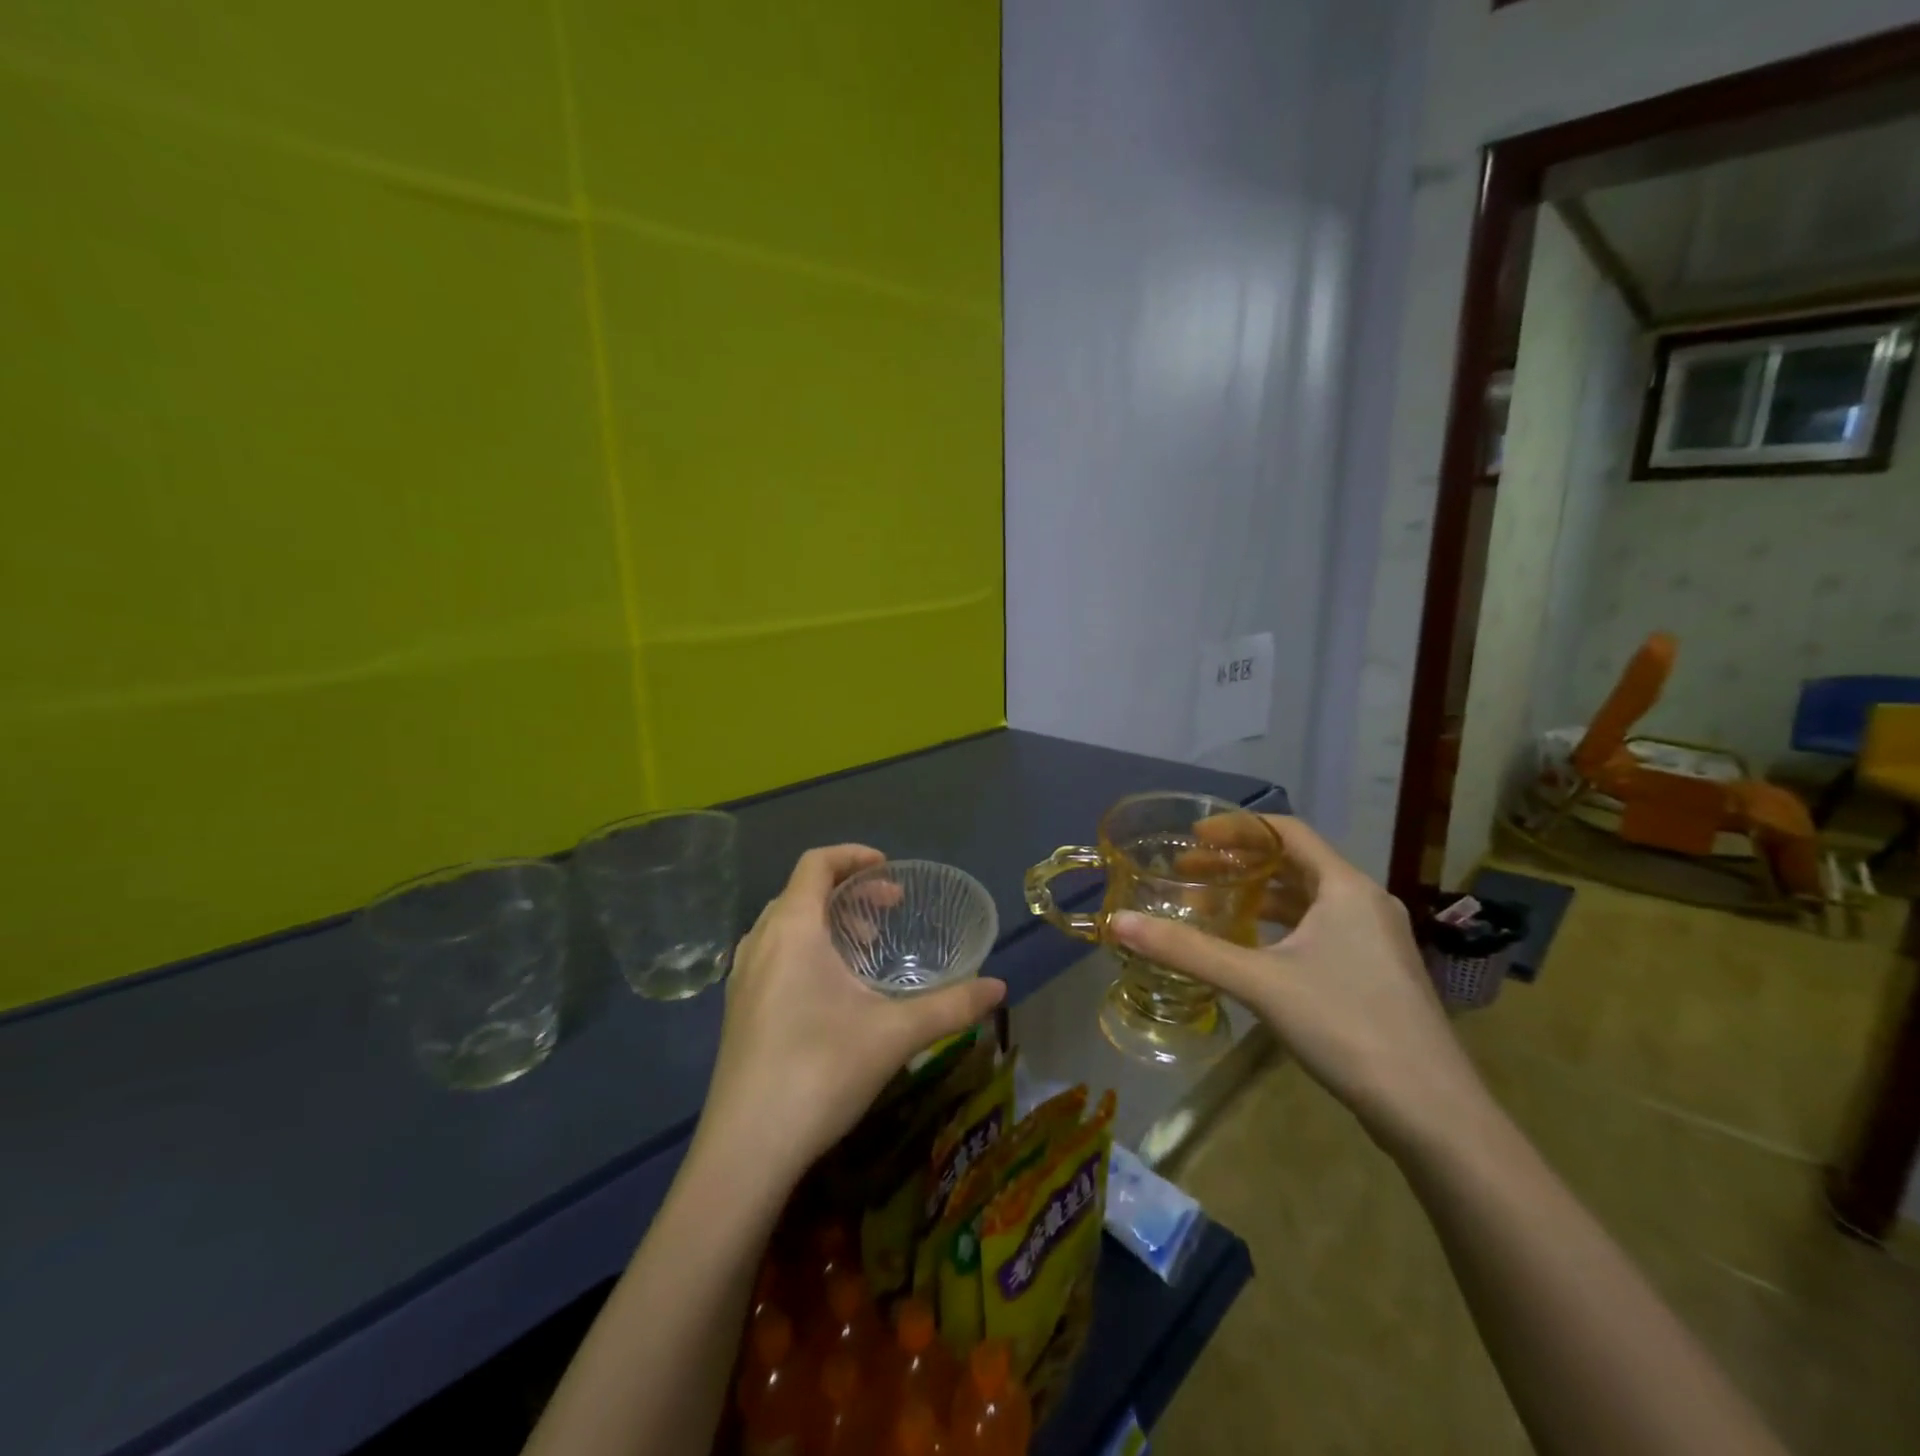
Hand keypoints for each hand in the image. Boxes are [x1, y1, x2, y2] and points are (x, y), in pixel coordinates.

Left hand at [695, 845, 1005, 1185]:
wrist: (745, 1151)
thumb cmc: (820, 1072)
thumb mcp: (894, 1035)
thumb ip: (951, 1005)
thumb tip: (999, 988)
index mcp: (792, 929)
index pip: (816, 863)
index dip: (853, 855)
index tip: (890, 871)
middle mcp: (760, 942)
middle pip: (802, 891)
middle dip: (848, 892)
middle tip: (888, 913)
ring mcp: (742, 977)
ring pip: (786, 924)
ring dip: (827, 922)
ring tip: (865, 950)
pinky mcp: (738, 1008)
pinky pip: (773, 953)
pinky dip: (806, 949)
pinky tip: (833, 991)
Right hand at [1111, 816, 1486, 1149]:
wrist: (1432, 1111)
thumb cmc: (1346, 1026)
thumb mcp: (1259, 982)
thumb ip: (1187, 950)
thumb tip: (1118, 922)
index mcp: (1346, 887)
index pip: (1287, 831)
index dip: (1237, 828)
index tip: (1192, 837)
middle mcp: (1365, 903)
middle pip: (1295, 864)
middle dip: (1239, 864)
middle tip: (1188, 873)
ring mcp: (1376, 940)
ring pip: (1308, 900)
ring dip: (1259, 897)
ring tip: (1212, 906)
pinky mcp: (1376, 973)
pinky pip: (1320, 930)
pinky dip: (1281, 927)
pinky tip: (1253, 950)